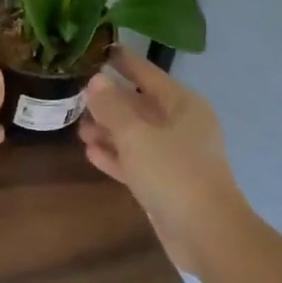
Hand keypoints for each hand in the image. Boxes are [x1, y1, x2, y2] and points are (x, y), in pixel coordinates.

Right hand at [80, 48, 241, 271]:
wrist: (206, 234)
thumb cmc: (173, 173)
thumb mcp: (136, 135)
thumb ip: (112, 107)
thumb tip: (95, 80)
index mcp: (183, 105)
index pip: (148, 73)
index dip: (124, 61)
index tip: (100, 49)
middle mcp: (181, 125)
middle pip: (140, 105)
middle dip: (109, 102)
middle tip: (75, 94)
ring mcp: (174, 156)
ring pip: (135, 134)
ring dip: (108, 131)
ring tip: (77, 127)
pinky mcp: (165, 183)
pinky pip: (136, 161)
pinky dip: (116, 156)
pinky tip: (90, 152)